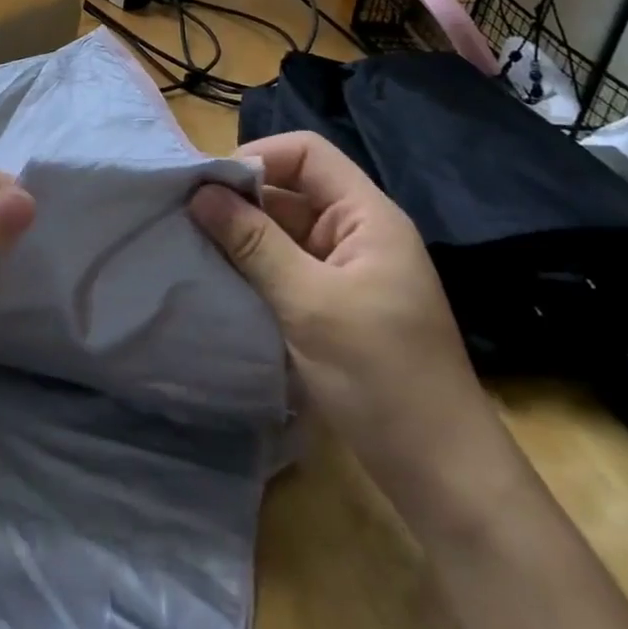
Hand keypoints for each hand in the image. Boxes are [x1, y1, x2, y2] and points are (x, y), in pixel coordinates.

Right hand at [189, 131, 503, 519]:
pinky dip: (252, 266)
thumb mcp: (310, 304)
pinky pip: (285, 265)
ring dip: (241, 235)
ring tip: (192, 247)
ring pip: (282, 229)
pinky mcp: (333, 303)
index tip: (211, 188)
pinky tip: (218, 280)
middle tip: (186, 218)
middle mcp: (355, 232)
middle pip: (290, 188)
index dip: (258, 157)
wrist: (442, 475)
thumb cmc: (383, 379)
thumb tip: (200, 193)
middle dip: (240, 198)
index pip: (306, 153)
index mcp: (366, 216)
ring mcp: (345, 270)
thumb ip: (254, 244)